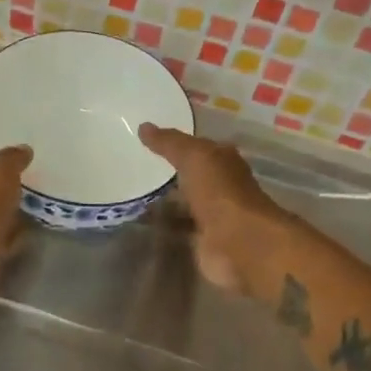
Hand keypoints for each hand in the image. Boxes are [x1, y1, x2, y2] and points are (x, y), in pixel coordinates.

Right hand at [139, 125, 289, 295]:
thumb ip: (170, 143)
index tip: (147, 142)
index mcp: (224, 162)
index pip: (198, 148)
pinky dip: (163, 228)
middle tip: (133, 169)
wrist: (239, 243)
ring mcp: (212, 217)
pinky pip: (178, 231)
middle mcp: (220, 188)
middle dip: (168, 174)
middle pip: (191, 177)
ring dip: (164, 203)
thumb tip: (143, 126)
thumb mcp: (194, 157)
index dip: (176, 144)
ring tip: (132, 196)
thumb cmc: (221, 192)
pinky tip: (140, 224)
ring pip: (183, 205)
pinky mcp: (202, 243)